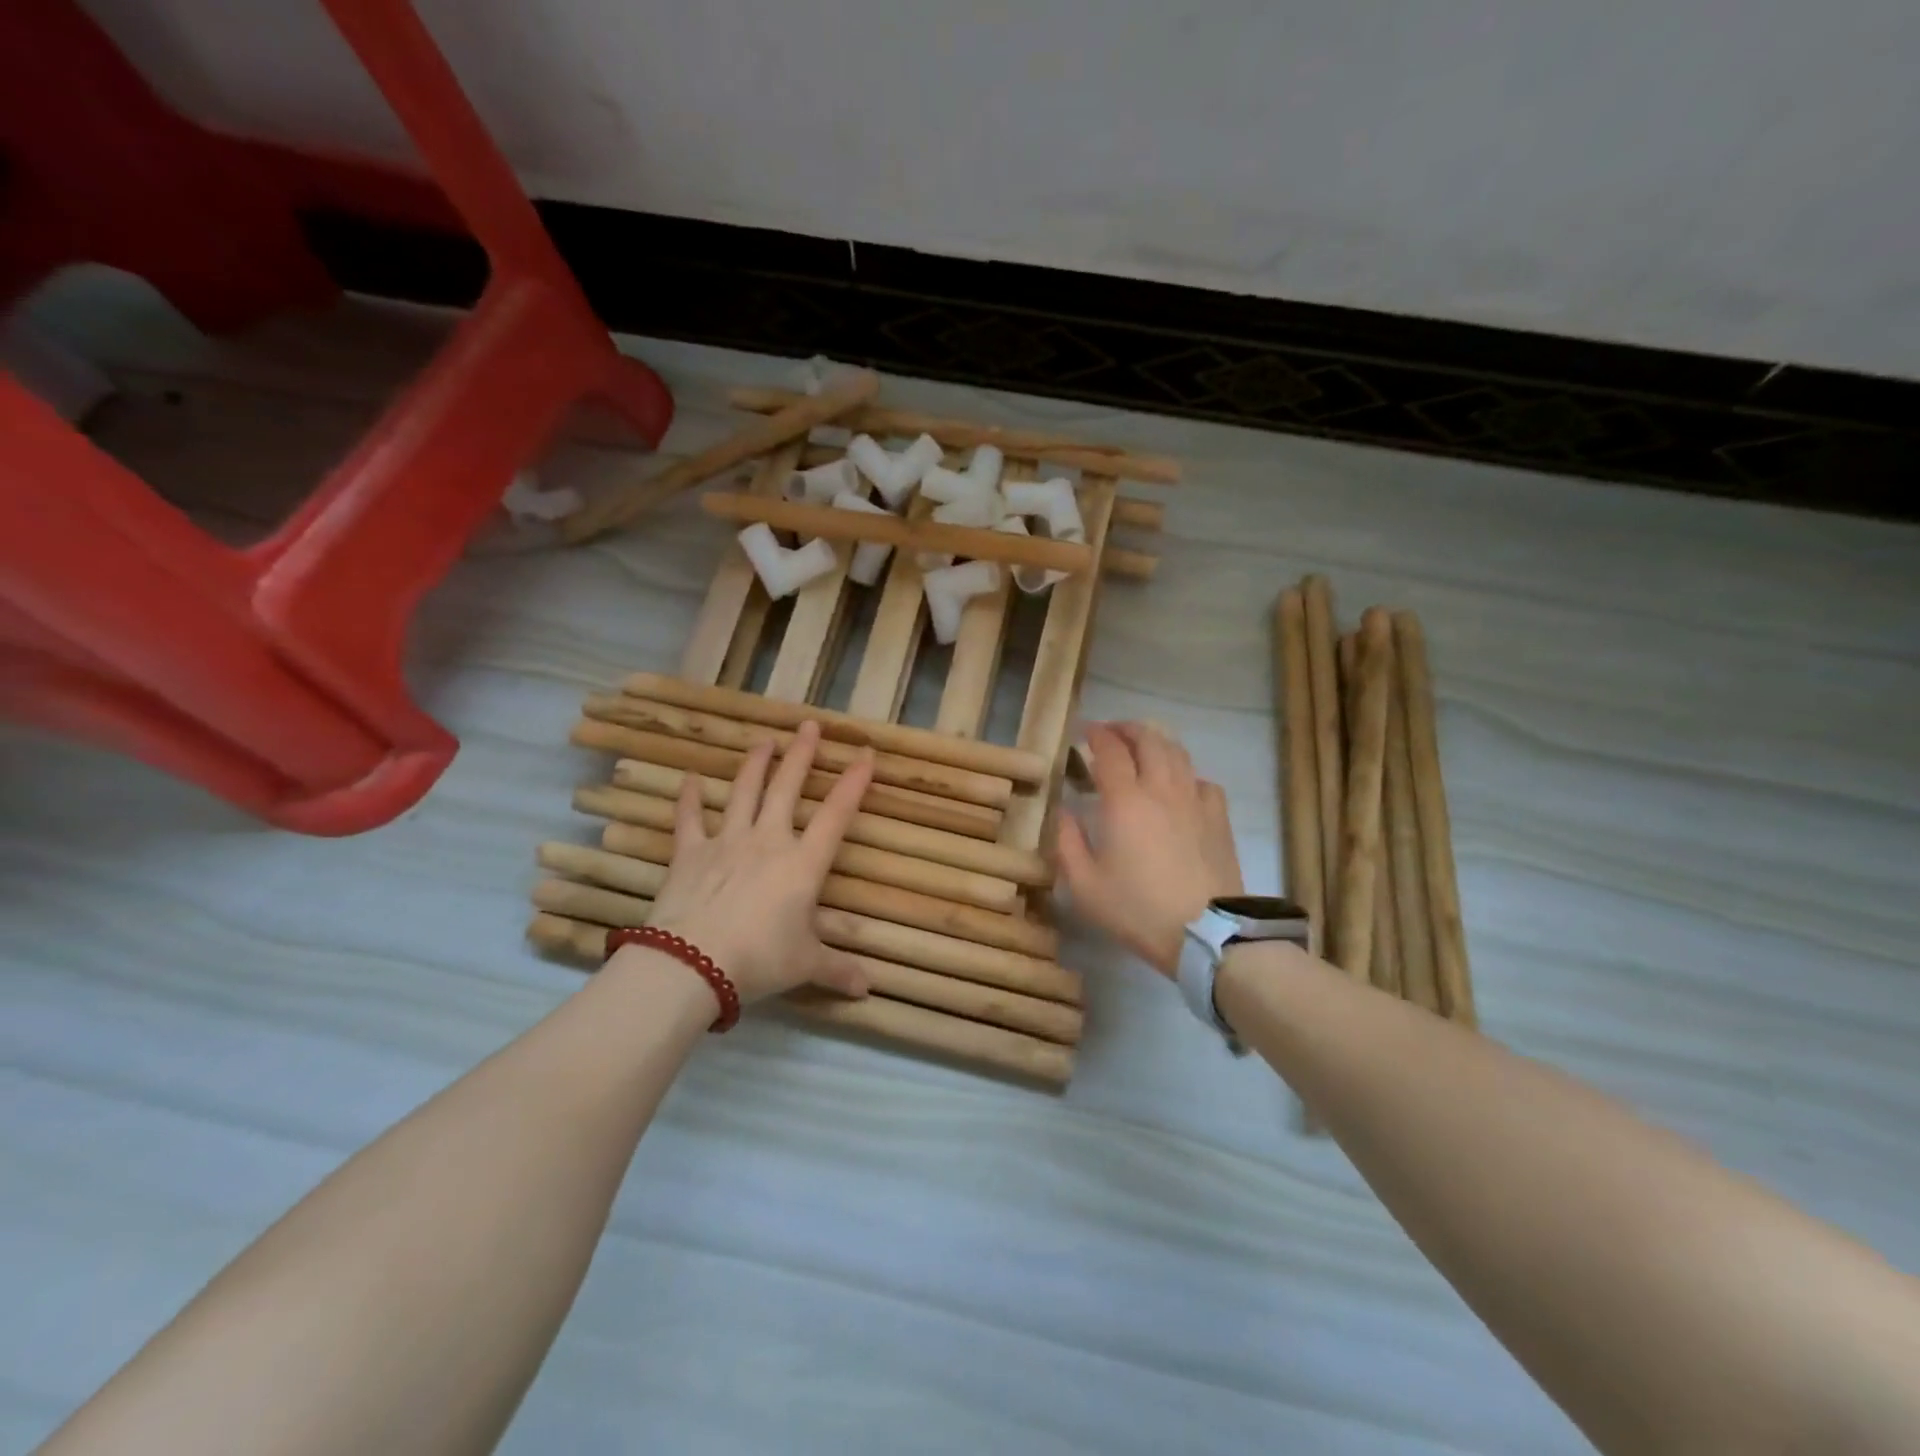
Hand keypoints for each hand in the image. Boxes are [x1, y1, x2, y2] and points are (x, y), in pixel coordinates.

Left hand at [637, 720, 873, 1004]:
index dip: (853, 783)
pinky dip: (689, 798)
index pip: (836, 815)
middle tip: (808, 724)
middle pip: (788, 788)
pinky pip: (689, 818)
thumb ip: (837, 970)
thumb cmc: (760, 959)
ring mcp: (726, 841)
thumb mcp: (805, 965)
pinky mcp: (690, 852)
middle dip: (802, 755)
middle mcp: (768, 840)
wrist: (692, 963)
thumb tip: (868, 989)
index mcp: (803, 863)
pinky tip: (688, 778)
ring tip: (764, 740)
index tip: (864, 753)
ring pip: (744, 792)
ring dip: (755, 764)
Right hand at [1057, 722, 1243, 975]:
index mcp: (1125, 801)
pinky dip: (1185, 773)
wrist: (1205, 933)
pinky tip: (1178, 786)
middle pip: (1148, 739)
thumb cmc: (1137, 909)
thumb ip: (1067, 842)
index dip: (1095, 734)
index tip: (1083, 732)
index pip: (1109, 750)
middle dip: (1127, 728)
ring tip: (1142, 748)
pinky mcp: (1218, 817)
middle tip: (1111, 732)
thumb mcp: (1084, 885)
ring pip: (1177, 753)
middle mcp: (1161, 789)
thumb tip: (1064, 811)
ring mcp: (1194, 800)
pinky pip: (1201, 780)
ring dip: (1156, 742)